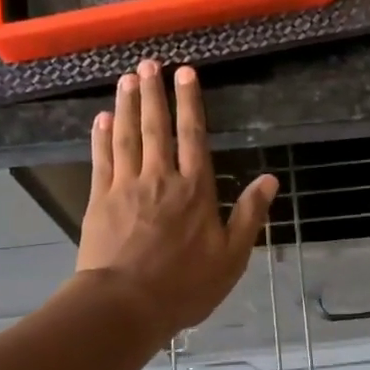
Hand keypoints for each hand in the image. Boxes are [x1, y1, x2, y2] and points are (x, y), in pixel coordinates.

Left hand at [76, 60, 277, 342]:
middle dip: (153, 93)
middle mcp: (160, 178)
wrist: (125, 305)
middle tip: (149, 63)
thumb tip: (270, 179)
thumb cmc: (184, 285)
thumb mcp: (231, 256)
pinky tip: (101, 118)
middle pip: (157, 127)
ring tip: (127, 78)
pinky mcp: (99, 200)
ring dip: (126, 105)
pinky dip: (101, 136)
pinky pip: (102, 159)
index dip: (190, 102)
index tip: (185, 73)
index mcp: (195, 189)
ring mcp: (126, 186)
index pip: (194, 136)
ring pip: (127, 136)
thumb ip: (249, 214)